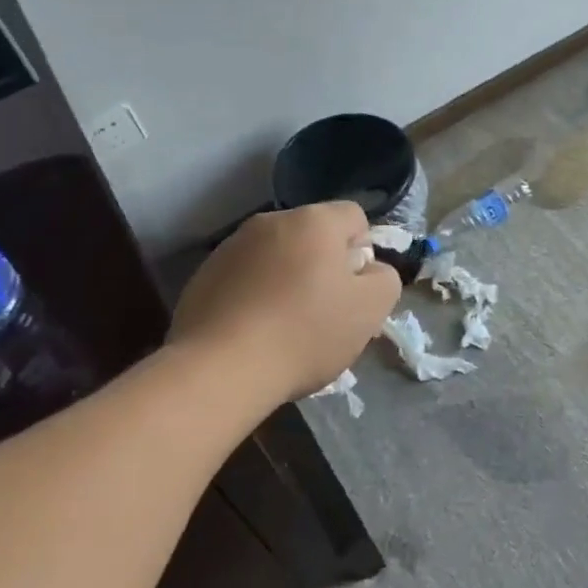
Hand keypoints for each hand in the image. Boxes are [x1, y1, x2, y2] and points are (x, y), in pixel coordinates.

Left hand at [171, 202, 401, 404]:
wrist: (219, 370)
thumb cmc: (305, 333)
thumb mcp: (370, 310)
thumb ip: (385, 279)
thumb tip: (369, 269)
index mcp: (315, 220)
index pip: (354, 217)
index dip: (362, 252)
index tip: (354, 291)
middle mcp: (271, 221)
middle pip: (313, 236)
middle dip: (323, 266)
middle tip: (324, 313)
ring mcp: (231, 247)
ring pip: (276, 257)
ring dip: (286, 280)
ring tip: (284, 328)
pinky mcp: (202, 276)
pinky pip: (244, 278)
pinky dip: (254, 297)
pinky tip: (252, 334)